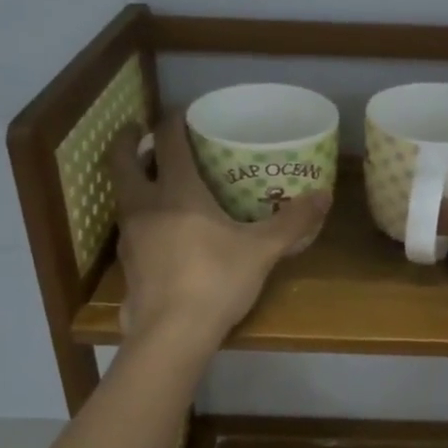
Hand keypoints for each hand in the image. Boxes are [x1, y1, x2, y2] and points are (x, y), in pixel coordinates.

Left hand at [105, 115, 330, 349]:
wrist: (172, 335)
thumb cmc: (216, 281)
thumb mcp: (262, 250)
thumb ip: (292, 222)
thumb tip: (324, 196)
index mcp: (177, 193)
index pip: (167, 142)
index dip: (172, 121)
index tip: (180, 112)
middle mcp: (145, 206)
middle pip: (122, 162)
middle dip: (128, 141)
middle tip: (138, 131)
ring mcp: (130, 236)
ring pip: (123, 195)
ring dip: (133, 178)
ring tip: (153, 178)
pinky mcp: (128, 264)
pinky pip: (130, 225)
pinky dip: (140, 213)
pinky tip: (160, 228)